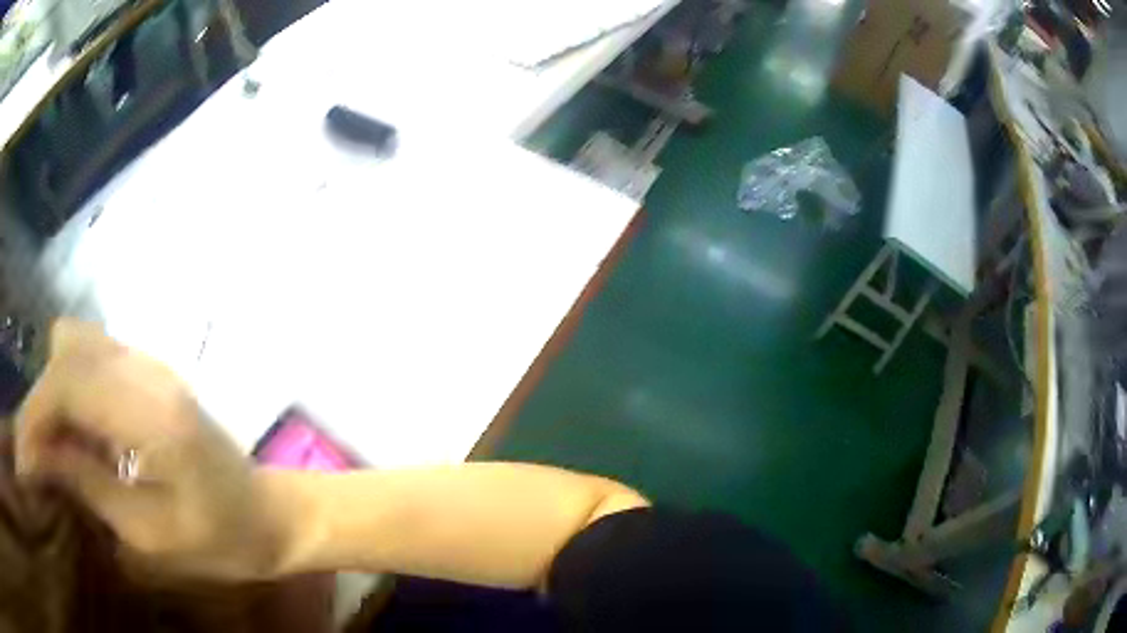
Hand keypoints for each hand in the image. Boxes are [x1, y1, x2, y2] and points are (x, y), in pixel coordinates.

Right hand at [15, 320, 287, 579]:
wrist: (268, 513)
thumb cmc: (220, 539)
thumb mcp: (148, 533)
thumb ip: (85, 483)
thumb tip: (37, 455)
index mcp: (150, 413)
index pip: (67, 383)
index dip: (34, 416)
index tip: (23, 459)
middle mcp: (147, 369)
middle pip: (66, 353)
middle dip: (40, 403)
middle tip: (36, 458)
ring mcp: (150, 362)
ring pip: (75, 346)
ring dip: (54, 392)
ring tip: (54, 448)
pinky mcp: (149, 370)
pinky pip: (92, 357)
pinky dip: (72, 387)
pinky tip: (76, 433)